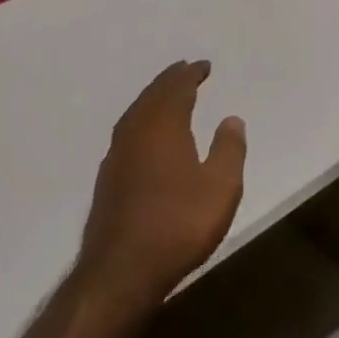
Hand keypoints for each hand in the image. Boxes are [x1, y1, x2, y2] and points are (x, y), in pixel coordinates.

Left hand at [77, 62, 246, 313]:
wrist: (120, 271)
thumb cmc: (178, 225)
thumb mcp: (220, 188)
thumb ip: (229, 149)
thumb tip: (231, 118)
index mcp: (164, 126)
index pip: (177, 88)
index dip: (191, 74)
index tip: (203, 66)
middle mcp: (136, 131)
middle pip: (153, 95)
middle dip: (170, 80)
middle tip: (184, 70)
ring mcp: (117, 155)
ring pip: (136, 112)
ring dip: (153, 98)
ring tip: (166, 95)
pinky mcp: (107, 178)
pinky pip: (127, 131)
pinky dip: (141, 120)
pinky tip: (145, 135)